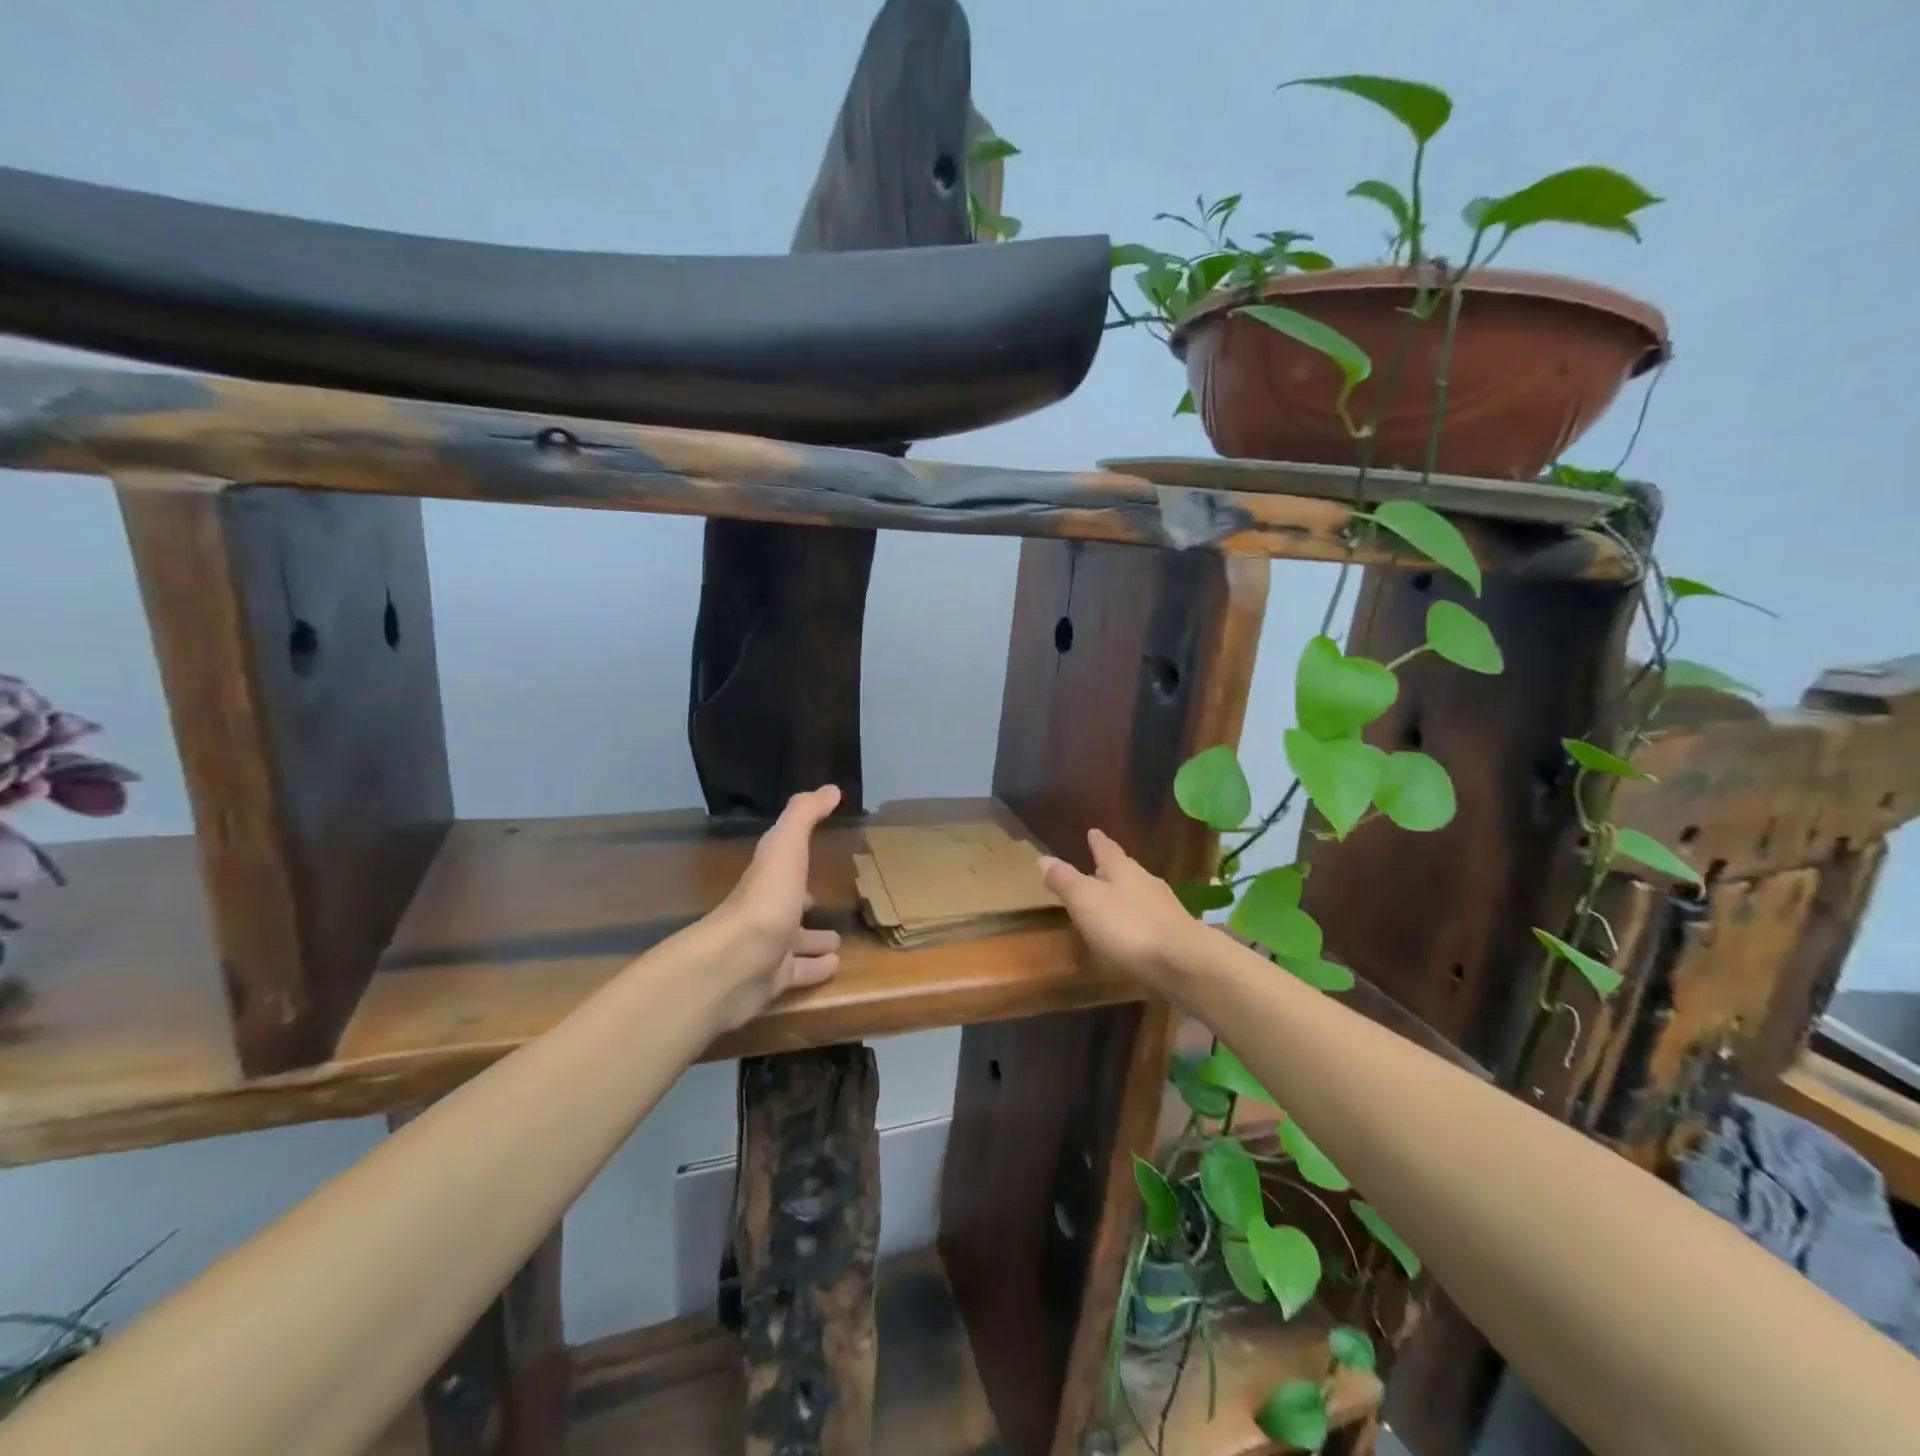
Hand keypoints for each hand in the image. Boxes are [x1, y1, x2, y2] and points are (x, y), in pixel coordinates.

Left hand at [709, 785, 844, 1030]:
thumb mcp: (786, 848)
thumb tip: (830, 788)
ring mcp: (768, 949)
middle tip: (827, 904)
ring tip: (839, 942)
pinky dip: (817, 969)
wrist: (734, 965)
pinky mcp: (773, 981)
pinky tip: (835, 966)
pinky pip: (800, 973)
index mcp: (768, 880)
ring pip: (796, 943)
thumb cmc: (764, 901)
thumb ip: (804, 816)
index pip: (784, 867)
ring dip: (815, 941)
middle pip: (789, 907)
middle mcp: (766, 912)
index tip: (818, 859)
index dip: (798, 862)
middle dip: (806, 905)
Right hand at [1038, 829, 1206, 1000]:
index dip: (1098, 841)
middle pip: (1126, 870)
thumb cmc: (1128, 926)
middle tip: (1098, 868)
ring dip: (1125, 895)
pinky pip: (1150, 919)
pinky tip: (1132, 932)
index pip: (1107, 849)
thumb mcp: (1086, 901)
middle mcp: (1146, 882)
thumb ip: (1066, 881)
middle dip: (1111, 869)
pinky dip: (1137, 920)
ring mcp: (1165, 909)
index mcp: (1123, 870)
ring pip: (1140, 894)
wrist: (1184, 963)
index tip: (1093, 831)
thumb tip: (1044, 858)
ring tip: (1112, 901)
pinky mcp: (1176, 935)